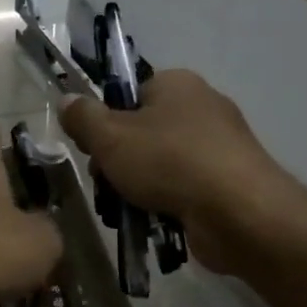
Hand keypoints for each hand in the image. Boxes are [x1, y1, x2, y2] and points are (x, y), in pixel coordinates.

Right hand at [59, 69, 298, 274]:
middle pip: (142, 132)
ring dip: (137, 188)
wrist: (239, 213)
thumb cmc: (169, 162)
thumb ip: (82, 117)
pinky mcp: (229, 182)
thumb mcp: (110, 137)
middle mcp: (202, 107)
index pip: (129, 95)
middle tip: (107, 184)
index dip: (105, 122)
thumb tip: (68, 101)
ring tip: (127, 211)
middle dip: (118, 162)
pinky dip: (166, 204)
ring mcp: (220, 147)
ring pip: (160, 164)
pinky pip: (184, 188)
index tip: (93, 150)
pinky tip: (154, 222)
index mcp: (177, 84)